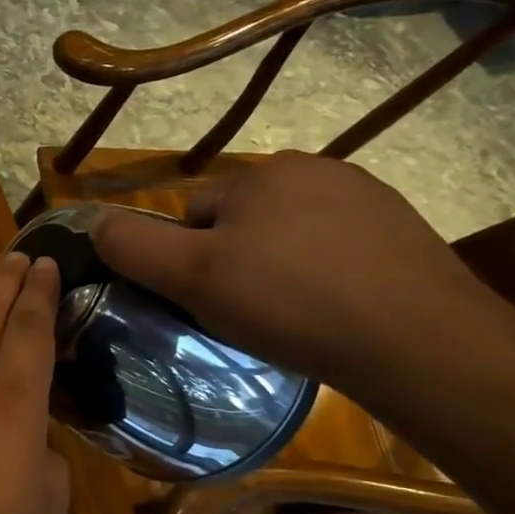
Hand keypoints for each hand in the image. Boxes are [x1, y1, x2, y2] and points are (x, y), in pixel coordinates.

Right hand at [92, 153, 509, 393]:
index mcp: (264, 173)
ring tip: (289, 319)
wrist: (419, 342)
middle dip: (233, 263)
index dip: (187, 261)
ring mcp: (368, 200)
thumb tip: (95, 223)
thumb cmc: (290, 302)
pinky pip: (334, 252)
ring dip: (276, 271)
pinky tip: (330, 314)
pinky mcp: (403, 233)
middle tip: (245, 314)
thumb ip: (133, 246)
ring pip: (287, 239)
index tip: (205, 302)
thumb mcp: (192, 276)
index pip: (194, 213)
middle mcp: (317, 170)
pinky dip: (321, 278)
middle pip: (240, 224)